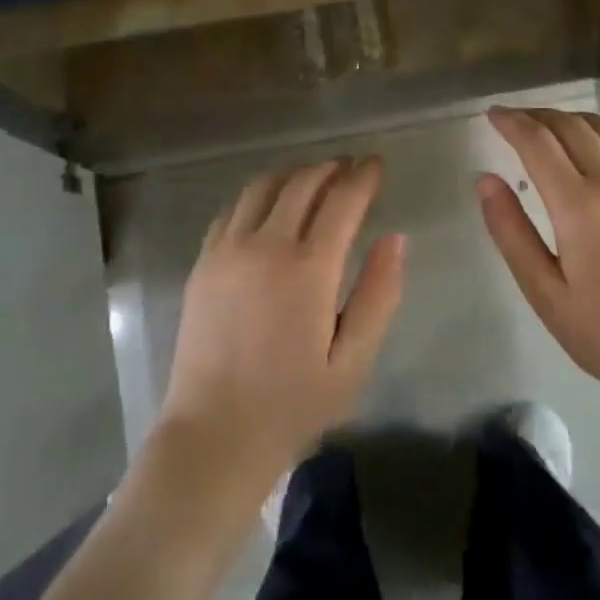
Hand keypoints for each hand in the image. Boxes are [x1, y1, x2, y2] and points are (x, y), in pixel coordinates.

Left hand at [156, 157, 405, 495]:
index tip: (377, 163)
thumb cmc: (292, 404)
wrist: (214, 435)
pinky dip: (258, 194)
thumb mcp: (353, 361)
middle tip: (350, 168)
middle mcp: (266, 245)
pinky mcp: (204, 261)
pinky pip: (233, 208)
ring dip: (294, 174)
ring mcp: (228, 249)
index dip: (364, 176)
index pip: (342, 200)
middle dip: (331, 168)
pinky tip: (269, 205)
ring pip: (263, 185)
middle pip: (302, 182)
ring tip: (313, 179)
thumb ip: (378, 294)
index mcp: (308, 269)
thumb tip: (395, 237)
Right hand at [477, 107, 599, 410]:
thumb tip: (485, 180)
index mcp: (580, 206)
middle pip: (571, 126)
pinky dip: (599, 134)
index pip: (538, 142)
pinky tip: (589, 150)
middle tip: (512, 118)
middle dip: (537, 115)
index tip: (491, 113)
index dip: (511, 122)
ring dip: (570, 118)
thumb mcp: (544, 292)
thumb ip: (511, 231)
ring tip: (547, 126)